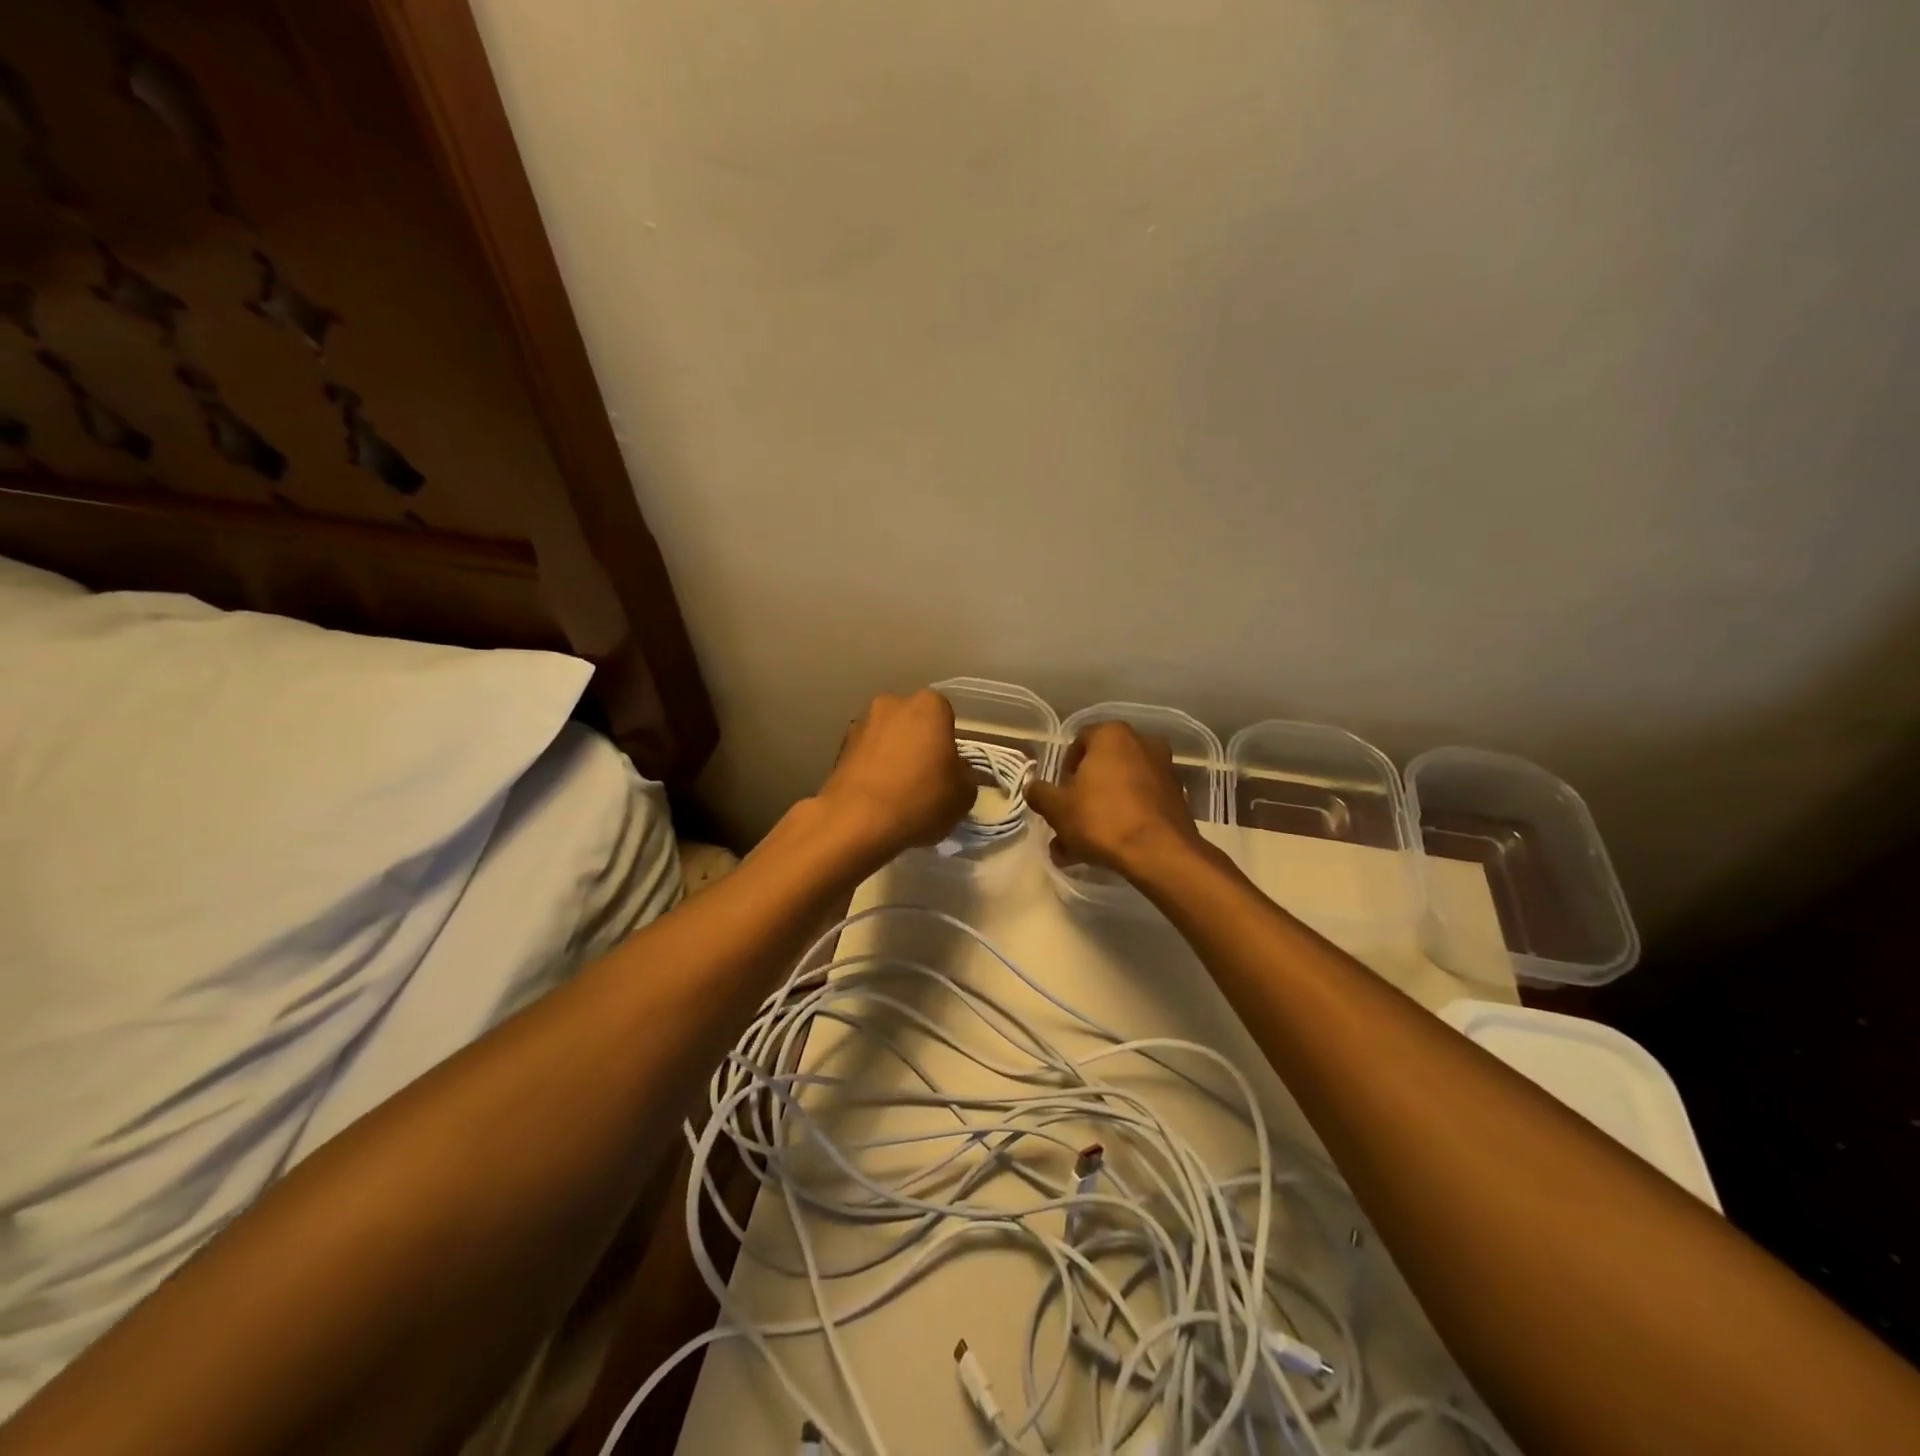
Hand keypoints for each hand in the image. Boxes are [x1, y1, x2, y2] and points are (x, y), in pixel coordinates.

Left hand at [815, 690, 975, 863]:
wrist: (856, 821)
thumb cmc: (920, 799)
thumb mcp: (963, 796)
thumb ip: (965, 776)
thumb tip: (955, 772)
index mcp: (929, 706)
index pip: (946, 716)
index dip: (948, 744)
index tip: (947, 770)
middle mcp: (892, 704)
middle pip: (912, 723)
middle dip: (918, 744)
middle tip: (924, 778)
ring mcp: (861, 724)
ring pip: (886, 738)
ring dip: (892, 755)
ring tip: (897, 792)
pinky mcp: (838, 748)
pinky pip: (866, 756)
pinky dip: (872, 770)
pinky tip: (877, 797)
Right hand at [1025, 721, 1204, 875]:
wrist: (1159, 852)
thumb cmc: (1101, 818)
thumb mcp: (1057, 808)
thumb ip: (1040, 793)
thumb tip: (1033, 787)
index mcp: (1112, 735)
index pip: (1079, 741)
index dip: (1064, 769)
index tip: (1059, 794)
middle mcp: (1142, 743)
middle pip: (1102, 767)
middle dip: (1083, 795)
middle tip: (1070, 821)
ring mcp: (1164, 770)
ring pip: (1121, 789)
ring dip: (1101, 811)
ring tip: (1084, 846)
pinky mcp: (1178, 797)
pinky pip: (1141, 803)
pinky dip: (1125, 818)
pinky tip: (1110, 846)